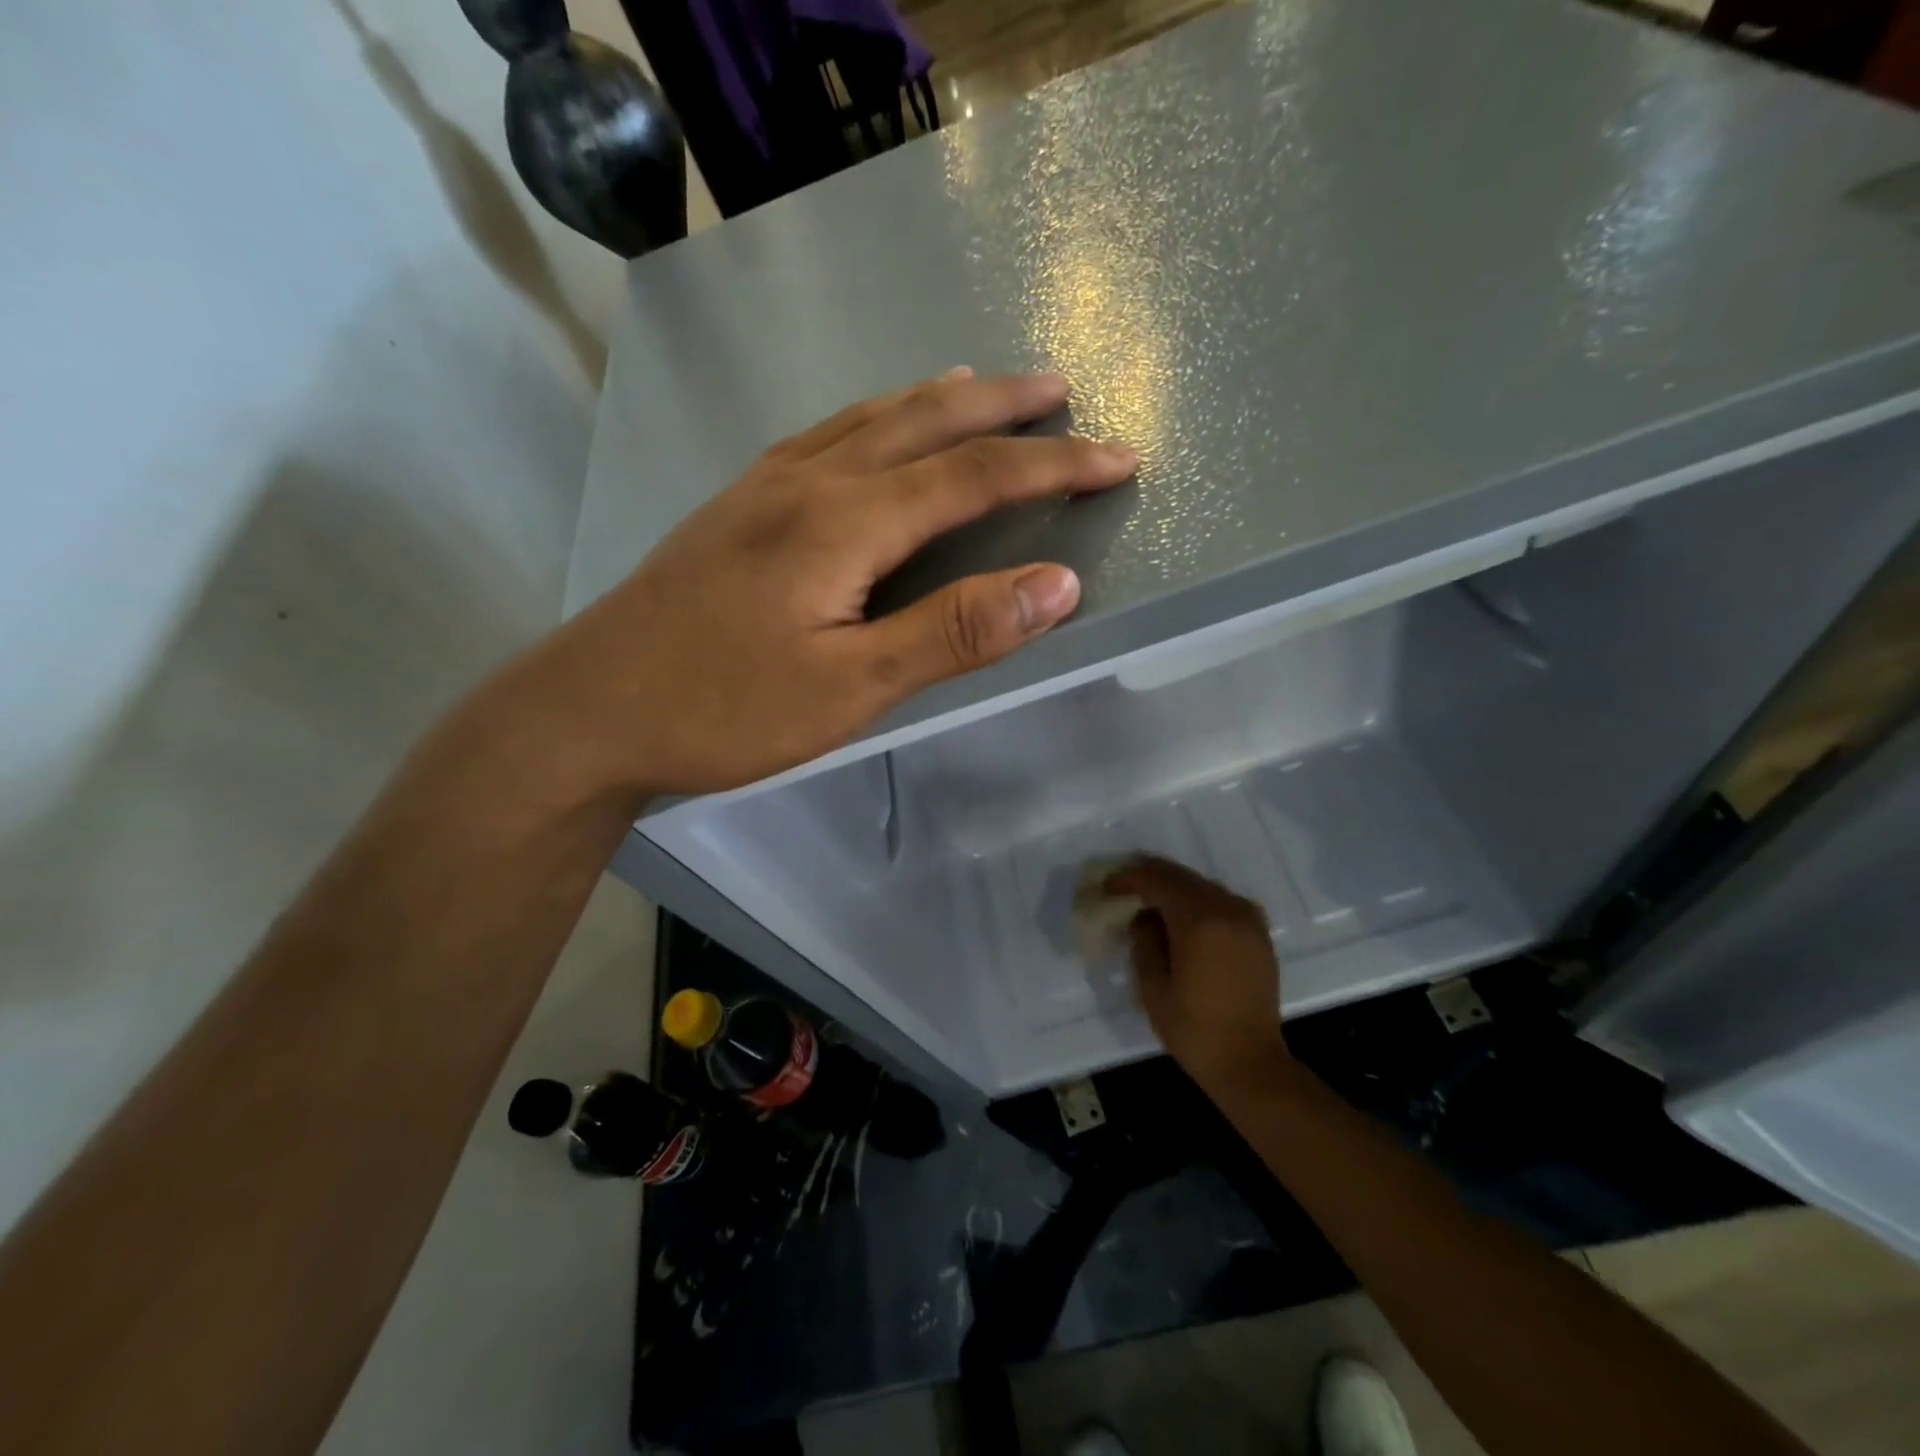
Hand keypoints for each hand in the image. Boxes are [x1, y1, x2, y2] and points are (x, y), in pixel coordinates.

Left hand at [502, 370, 1135, 800]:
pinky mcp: (738, 505)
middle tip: (1061, 390)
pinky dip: (878, 418)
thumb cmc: (724, 707)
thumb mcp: (853, 686)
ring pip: (870, 417)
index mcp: (845, 519)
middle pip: (925, 422)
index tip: (1118, 459)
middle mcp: (808, 479)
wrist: (590, 708)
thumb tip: (1056, 585)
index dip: (1055, 465)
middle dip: (1004, 407)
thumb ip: (955, 631)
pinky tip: (877, 428)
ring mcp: (765, 485)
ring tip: (983, 387)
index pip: (975, 475)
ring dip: (938, 399)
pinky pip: (828, 435)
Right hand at [1107, 857, 1289, 1095]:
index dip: (1129, 879)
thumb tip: (1143, 916)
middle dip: (1151, 878)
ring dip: (1175, 889)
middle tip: (1124, 889)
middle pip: (1182, 877)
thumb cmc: (1194, 1030)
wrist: (1250, 1064)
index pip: (1158, 881)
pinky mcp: (1259, 934)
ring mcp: (1248, 920)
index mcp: (1199, 922)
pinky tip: (1183, 920)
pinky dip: (1199, 902)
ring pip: (1203, 886)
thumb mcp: (1153, 987)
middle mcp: (1228, 910)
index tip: (1107, 888)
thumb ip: (1144, 941)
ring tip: (1150, 903)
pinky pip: (1223, 902)